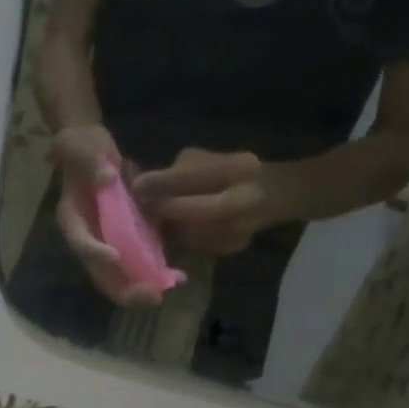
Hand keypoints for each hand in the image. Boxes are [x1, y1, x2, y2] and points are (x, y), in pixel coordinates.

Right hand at [52, 125, 159, 307]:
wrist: (94, 151)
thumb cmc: (82, 148)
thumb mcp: (80, 145)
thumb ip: (90, 161)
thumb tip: (108, 178)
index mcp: (73, 220)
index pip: (80, 242)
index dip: (95, 252)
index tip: (114, 256)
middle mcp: (91, 240)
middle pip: (102, 274)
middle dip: (124, 288)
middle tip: (149, 295)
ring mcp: (110, 244)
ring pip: (121, 277)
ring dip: (141, 288)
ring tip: (164, 293)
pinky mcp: (129, 241)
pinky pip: (141, 264)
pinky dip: (156, 274)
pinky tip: (178, 278)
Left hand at [133, 148, 281, 254]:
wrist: (271, 195)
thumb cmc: (230, 171)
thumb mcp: (209, 159)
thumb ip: (179, 171)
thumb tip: (142, 183)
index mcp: (238, 168)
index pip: (198, 175)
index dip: (165, 182)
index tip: (137, 186)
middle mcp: (245, 199)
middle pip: (205, 211)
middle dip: (171, 211)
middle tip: (145, 210)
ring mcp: (242, 228)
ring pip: (198, 235)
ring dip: (170, 231)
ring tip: (151, 224)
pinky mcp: (233, 248)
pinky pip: (199, 247)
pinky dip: (179, 242)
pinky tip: (168, 235)